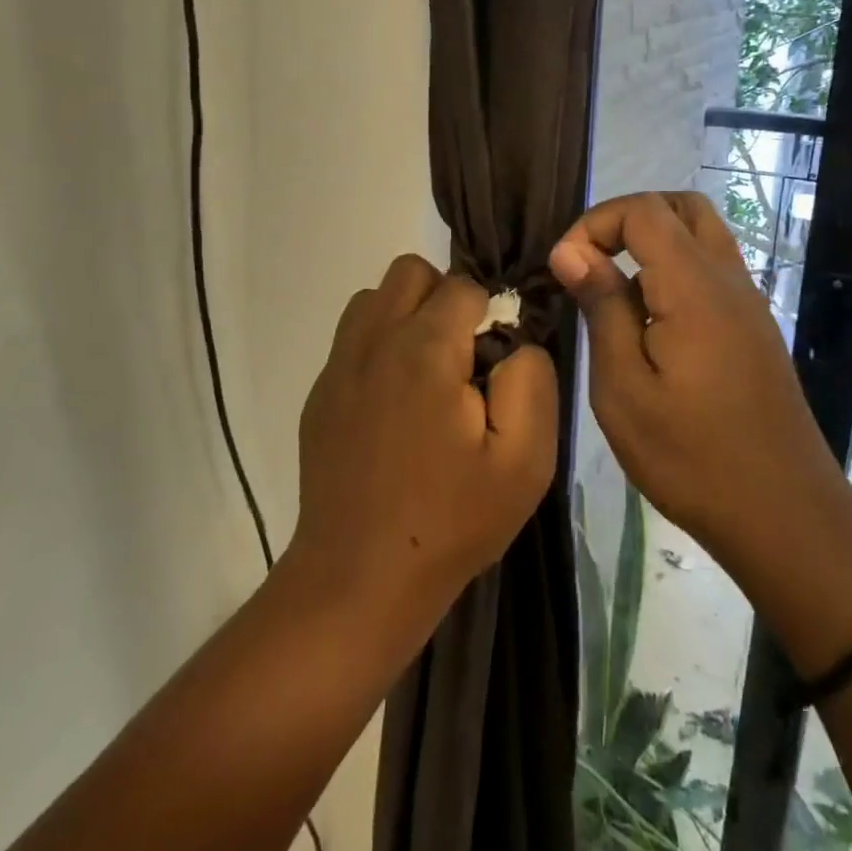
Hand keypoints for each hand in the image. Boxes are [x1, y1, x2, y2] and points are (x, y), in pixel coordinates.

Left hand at [288, 255, 557, 638]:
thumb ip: (531, 381)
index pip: (463, 285)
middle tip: (462, 357)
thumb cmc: (451, 520)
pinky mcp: (320, 394)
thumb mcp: (525, 460)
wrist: (360, 578)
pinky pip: (352, 338)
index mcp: (425, 348)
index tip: (494, 363)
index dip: (489, 313)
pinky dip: (378, 348)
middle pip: (410, 272)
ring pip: (374, 298)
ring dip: (406, 316)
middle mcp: (373, 340)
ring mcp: (338, 366)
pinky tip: (393, 406)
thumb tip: (514, 344)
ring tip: (427, 374)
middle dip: (444, 297)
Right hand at [548, 192, 851, 585]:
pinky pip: (712, 271)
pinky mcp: (754, 328)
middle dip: (627, 220)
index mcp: (695, 287)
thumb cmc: (690, 458)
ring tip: (614, 295)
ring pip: (702, 235)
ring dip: (653, 244)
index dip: (595, 224)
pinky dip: (674, 272)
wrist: (783, 515)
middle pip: (682, 207)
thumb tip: (571, 251)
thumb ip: (601, 308)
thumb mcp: (624, 388)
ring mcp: (749, 303)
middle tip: (591, 264)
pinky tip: (649, 327)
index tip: (565, 269)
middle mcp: (729, 280)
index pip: (643, 210)